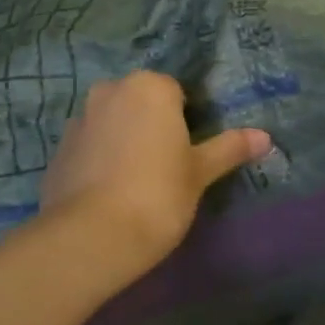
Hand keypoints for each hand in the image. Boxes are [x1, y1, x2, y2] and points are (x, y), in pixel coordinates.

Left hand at [41, 72, 271, 276]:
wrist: (92, 237)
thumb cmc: (158, 194)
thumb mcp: (201, 172)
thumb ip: (230, 148)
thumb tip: (265, 137)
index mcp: (148, 87)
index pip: (175, 91)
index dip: (186, 120)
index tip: (189, 151)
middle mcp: (109, 92)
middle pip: (140, 102)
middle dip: (151, 125)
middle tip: (167, 166)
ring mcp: (79, 120)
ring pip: (112, 123)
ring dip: (124, 140)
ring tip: (136, 183)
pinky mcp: (58, 150)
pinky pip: (90, 147)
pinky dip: (100, 161)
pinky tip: (110, 194)